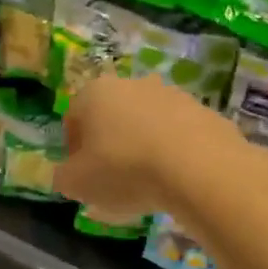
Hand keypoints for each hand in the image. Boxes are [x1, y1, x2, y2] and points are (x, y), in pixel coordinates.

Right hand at [54, 76, 242, 217]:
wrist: (200, 168)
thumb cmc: (125, 170)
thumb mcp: (77, 184)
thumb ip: (63, 177)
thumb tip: (68, 175)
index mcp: (94, 93)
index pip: (72, 118)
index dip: (72, 150)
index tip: (81, 176)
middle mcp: (131, 84)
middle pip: (110, 117)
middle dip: (108, 145)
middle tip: (111, 180)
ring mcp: (171, 94)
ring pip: (145, 124)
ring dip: (140, 148)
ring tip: (146, 184)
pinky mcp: (204, 111)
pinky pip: (176, 135)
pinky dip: (171, 153)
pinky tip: (174, 180)